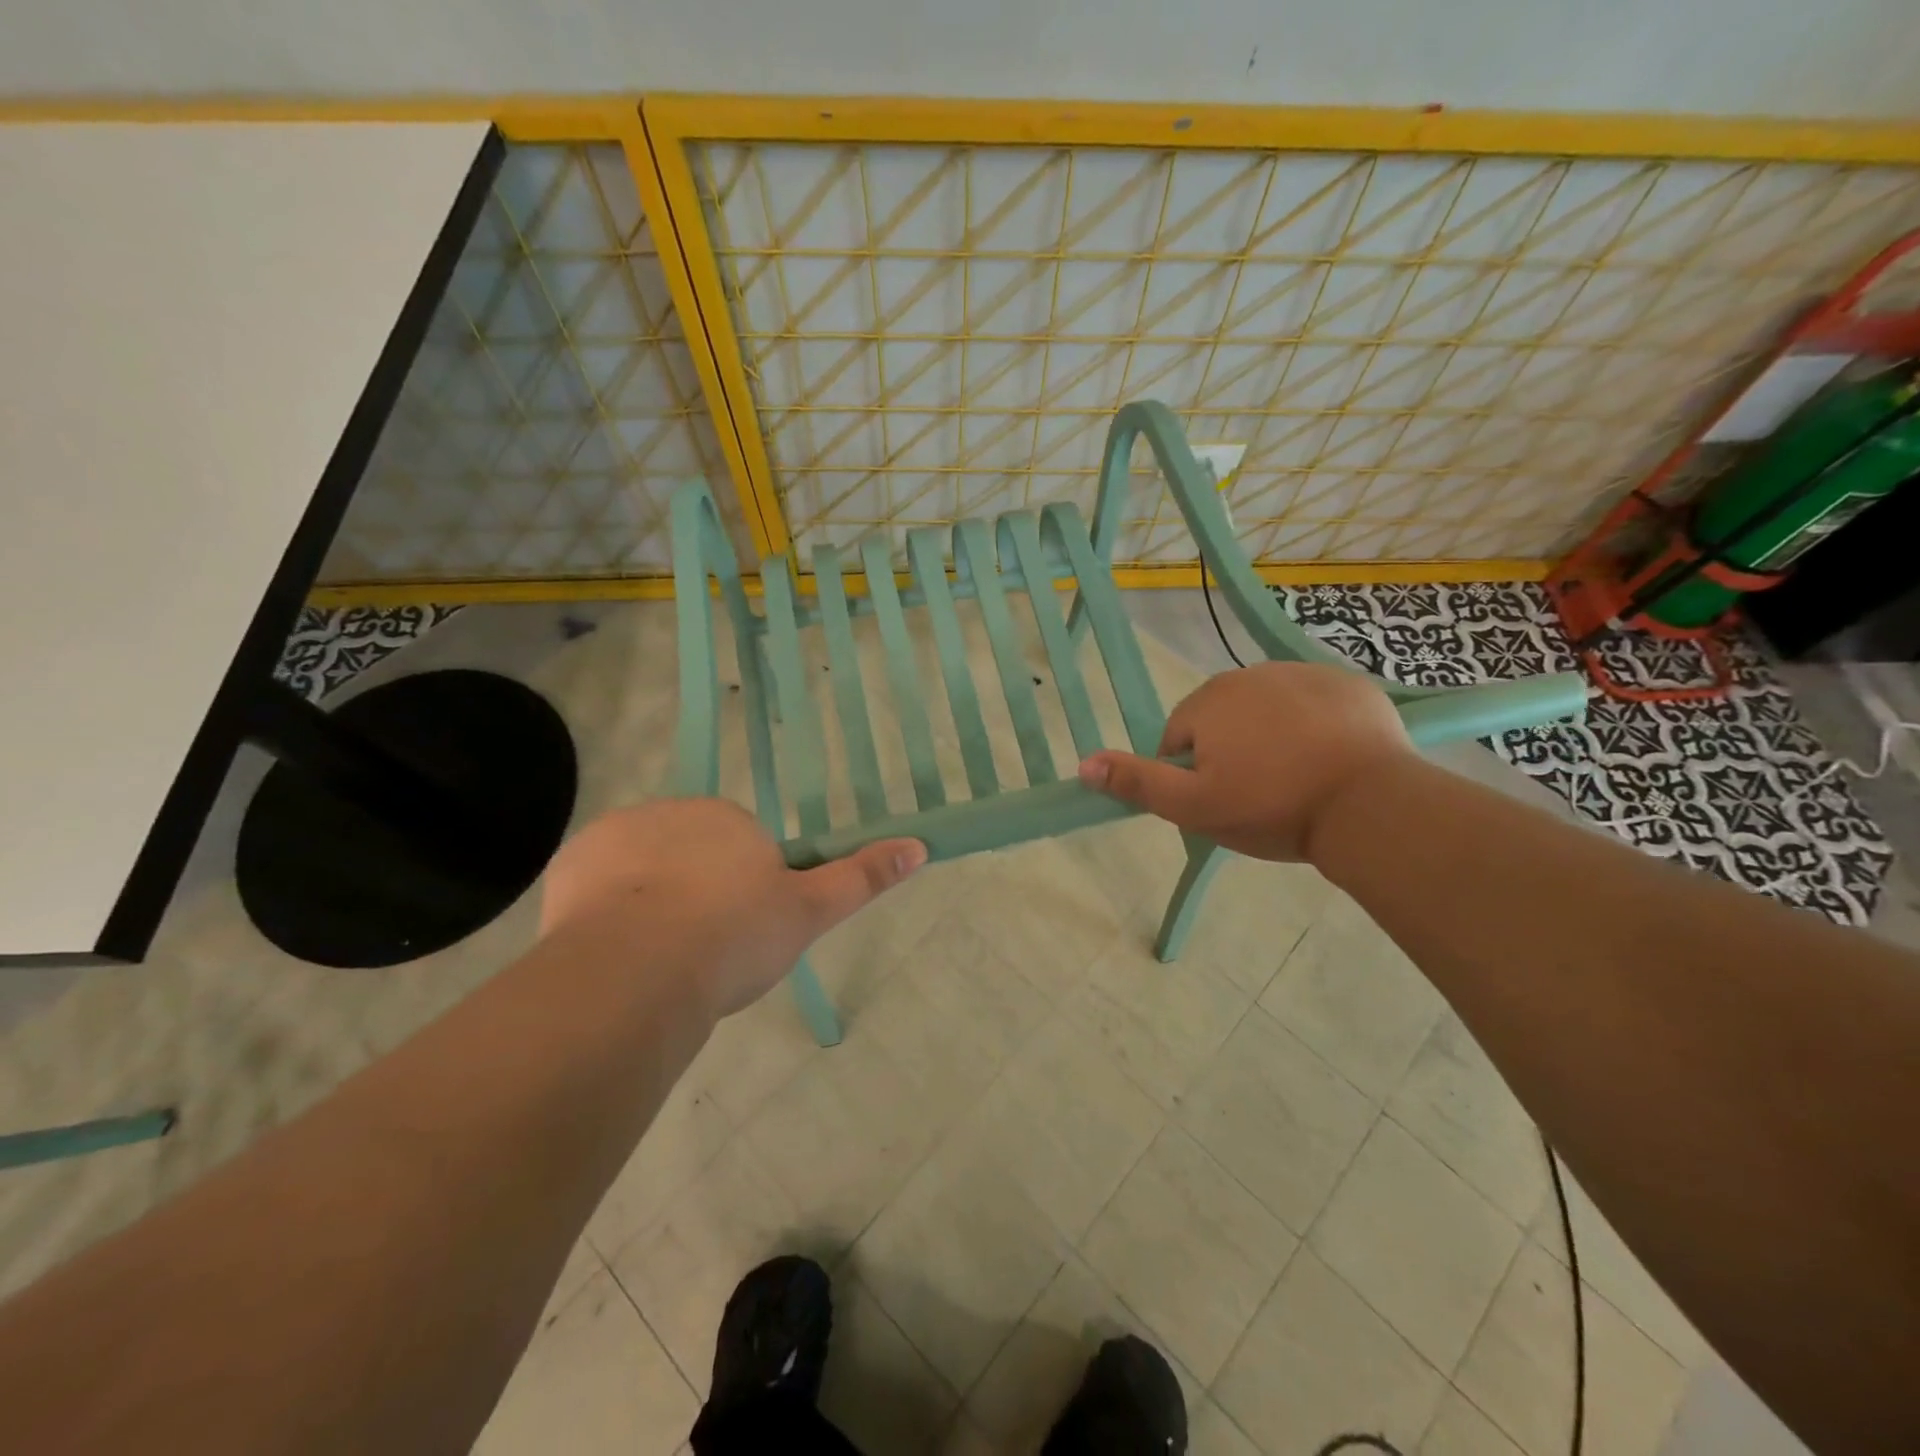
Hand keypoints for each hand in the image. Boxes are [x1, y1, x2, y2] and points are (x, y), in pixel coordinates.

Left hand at [539, 799, 925, 1017]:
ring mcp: (618, 833)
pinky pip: (597, 883)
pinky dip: (606, 911)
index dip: (742, 897)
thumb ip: (860, 877)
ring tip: (655, 961)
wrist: (638, 969)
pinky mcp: (572, 862)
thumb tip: (918, 845)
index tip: (737, 938)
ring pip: (642, 870)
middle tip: (699, 953)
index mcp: (730, 819)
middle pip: (691, 856)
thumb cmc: (733, 937)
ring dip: (650, 903)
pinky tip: (616, 951)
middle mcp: (674, 811)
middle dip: (696, 894)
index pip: (741, 851)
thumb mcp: (807, 913)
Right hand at [1077, 661, 1412, 862]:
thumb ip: (1138, 783)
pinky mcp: (1346, 683)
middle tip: (1258, 795)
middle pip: (1222, 720)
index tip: (1221, 802)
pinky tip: (1330, 760)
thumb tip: (1083, 763)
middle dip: (1231, 752)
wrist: (1369, 804)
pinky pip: (1313, 705)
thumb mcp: (1193, 807)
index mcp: (1208, 701)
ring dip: (1271, 738)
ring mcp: (1302, 673)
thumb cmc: (1271, 807)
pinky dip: (1314, 727)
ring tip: (1296, 779)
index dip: (1192, 776)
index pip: (1178, 739)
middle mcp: (1249, 674)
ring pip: (1267, 711)